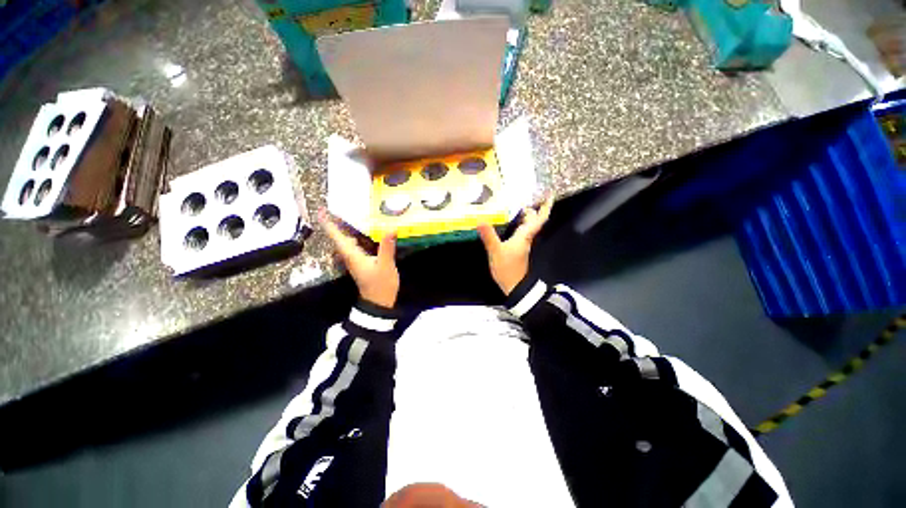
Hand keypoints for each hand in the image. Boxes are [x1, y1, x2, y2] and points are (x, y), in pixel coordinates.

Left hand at [319, 209, 398, 307]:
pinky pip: (355, 245)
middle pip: (339, 237)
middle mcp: (350, 256)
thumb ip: (387, 248)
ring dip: (345, 229)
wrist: (379, 303)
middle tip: (337, 207)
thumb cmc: (380, 285)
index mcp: (353, 255)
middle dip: (336, 222)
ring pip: (346, 241)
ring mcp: (355, 260)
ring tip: (349, 214)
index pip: (337, 237)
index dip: (328, 223)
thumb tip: (391, 228)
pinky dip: (356, 236)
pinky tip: (365, 231)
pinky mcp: (362, 262)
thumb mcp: (386, 266)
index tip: (321, 210)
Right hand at [477, 196, 552, 295]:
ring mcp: (522, 244)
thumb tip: (480, 221)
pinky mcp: (517, 249)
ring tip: (516, 206)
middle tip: (526, 197)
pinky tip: (509, 223)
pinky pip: (520, 232)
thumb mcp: (496, 251)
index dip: (545, 207)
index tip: (549, 195)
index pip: (538, 219)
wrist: (514, 286)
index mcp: (524, 236)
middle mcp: (526, 238)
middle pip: (533, 221)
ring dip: (525, 216)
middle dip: (532, 209)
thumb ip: (489, 236)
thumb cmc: (508, 268)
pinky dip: (518, 224)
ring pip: (527, 227)